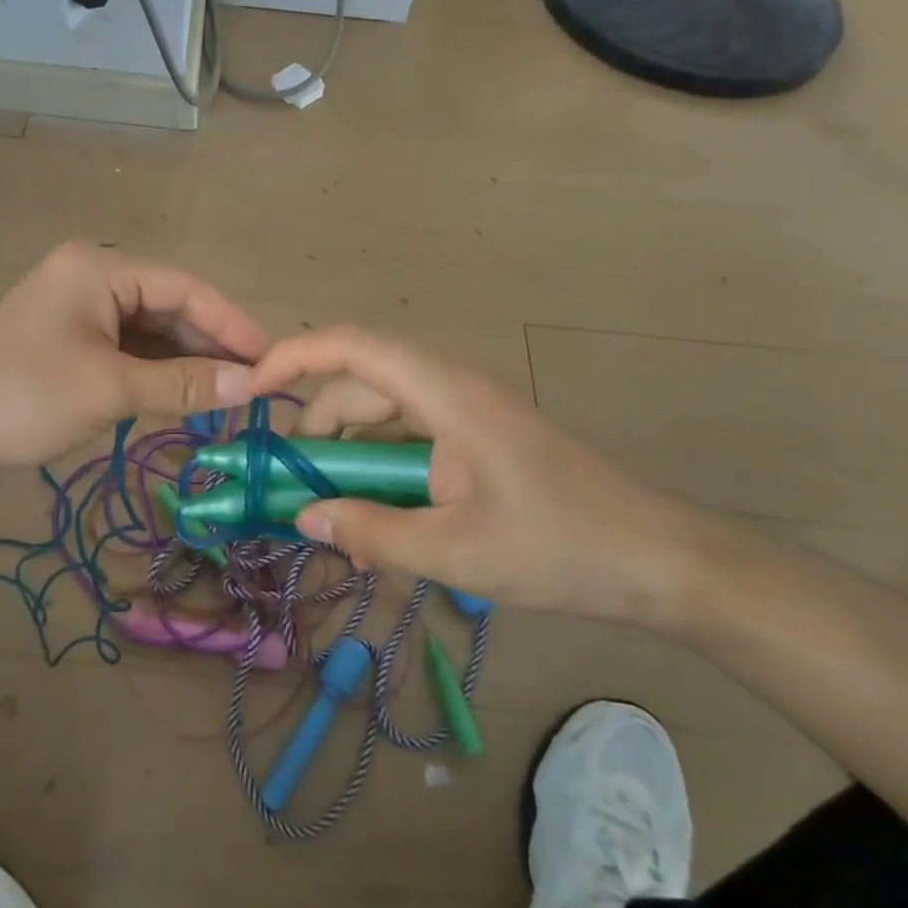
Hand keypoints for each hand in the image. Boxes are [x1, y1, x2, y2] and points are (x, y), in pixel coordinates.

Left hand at [0, 242, 265, 478]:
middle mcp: (91, 277)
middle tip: (253, 387)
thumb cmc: (24, 397)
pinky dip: (154, 374)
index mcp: (100, 268)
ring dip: (183, 364)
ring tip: (226, 398)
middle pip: (169, 308)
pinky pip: (125, 350)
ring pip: (148, 332)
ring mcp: (76, 310)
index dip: (232, 324)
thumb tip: (252, 385)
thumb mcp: (110, 389)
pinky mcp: (66, 341)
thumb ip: (184, 385)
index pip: (186, 289)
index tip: (272, 361)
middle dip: (209, 347)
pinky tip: (182, 398)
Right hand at [244, 326, 712, 628]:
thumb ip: (371, 532)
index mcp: (445, 394)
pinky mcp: (473, 437)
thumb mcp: (454, 551)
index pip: (352, 347)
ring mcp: (463, 412)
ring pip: (379, 414)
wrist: (658, 561)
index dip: (293, 357)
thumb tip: (302, 517)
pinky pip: (406, 439)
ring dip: (348, 458)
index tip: (249, 391)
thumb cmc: (560, 549)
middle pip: (358, 384)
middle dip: (316, 432)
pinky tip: (379, 522)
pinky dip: (379, 471)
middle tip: (294, 492)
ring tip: (338, 521)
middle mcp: (449, 388)